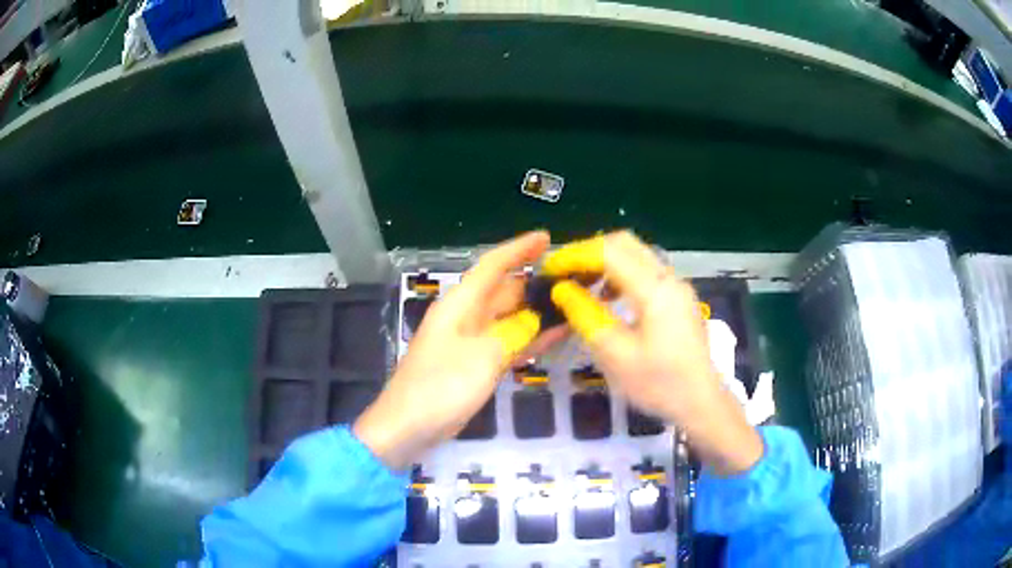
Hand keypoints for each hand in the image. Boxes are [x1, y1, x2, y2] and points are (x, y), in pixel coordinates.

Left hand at [354, 231, 555, 469]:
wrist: (408, 427)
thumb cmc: (441, 387)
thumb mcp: (484, 357)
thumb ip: (514, 333)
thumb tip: (535, 320)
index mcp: (460, 305)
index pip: (492, 266)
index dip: (519, 249)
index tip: (546, 237)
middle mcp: (465, 317)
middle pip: (503, 290)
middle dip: (534, 282)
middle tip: (572, 280)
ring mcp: (470, 342)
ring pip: (508, 318)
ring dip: (536, 313)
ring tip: (571, 305)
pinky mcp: (475, 365)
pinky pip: (506, 343)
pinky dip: (528, 339)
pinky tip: (555, 337)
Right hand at [544, 231, 762, 474]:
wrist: (701, 402)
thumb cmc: (658, 384)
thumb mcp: (615, 355)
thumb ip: (586, 316)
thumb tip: (562, 289)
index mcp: (655, 289)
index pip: (609, 252)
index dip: (575, 255)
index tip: (550, 268)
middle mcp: (668, 278)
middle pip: (625, 244)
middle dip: (590, 251)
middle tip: (564, 271)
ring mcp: (677, 287)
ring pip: (636, 255)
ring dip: (605, 261)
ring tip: (581, 284)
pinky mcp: (679, 299)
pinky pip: (645, 272)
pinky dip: (621, 274)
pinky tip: (608, 298)